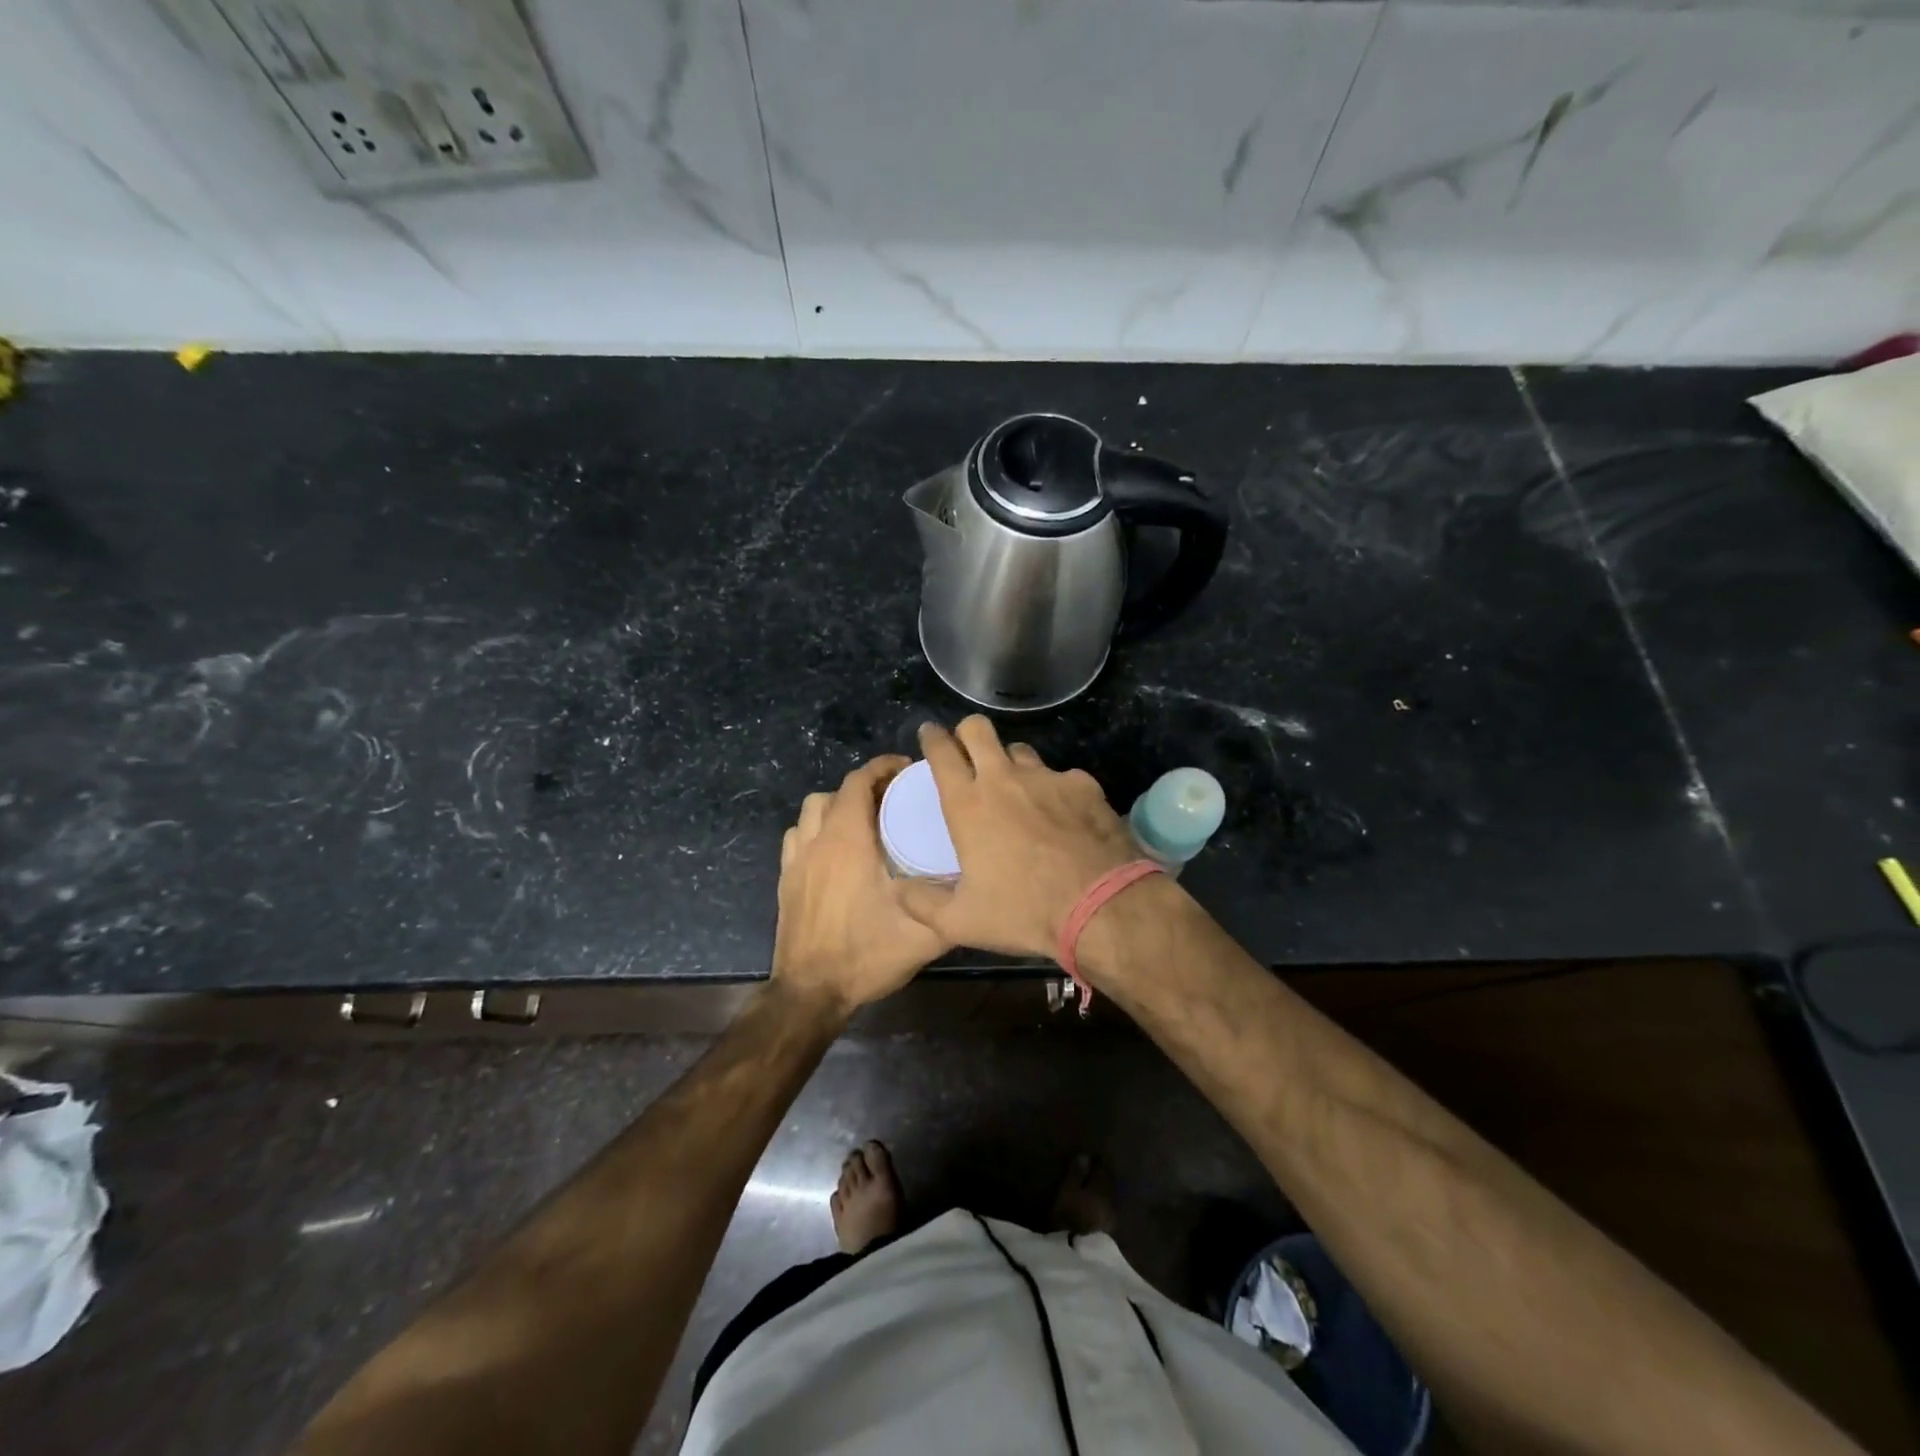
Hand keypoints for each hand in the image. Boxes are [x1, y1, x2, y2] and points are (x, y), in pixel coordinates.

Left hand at [771, 755, 949, 1014]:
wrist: (810, 992)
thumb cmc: (866, 955)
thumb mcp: (924, 934)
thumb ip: (953, 906)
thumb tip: (979, 887)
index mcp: (848, 840)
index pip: (859, 782)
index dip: (883, 768)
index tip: (907, 769)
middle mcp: (818, 840)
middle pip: (836, 792)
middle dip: (864, 786)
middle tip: (894, 799)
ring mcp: (797, 860)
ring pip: (812, 811)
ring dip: (837, 806)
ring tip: (864, 821)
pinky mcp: (786, 880)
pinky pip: (797, 836)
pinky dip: (816, 830)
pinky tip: (835, 851)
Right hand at [897, 717, 1138, 959]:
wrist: (1100, 906)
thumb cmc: (1023, 911)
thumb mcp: (961, 921)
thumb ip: (922, 903)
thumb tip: (898, 890)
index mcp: (968, 804)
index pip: (941, 751)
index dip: (932, 737)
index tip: (929, 735)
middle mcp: (1004, 778)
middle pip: (978, 728)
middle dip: (967, 732)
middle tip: (968, 752)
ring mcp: (1047, 777)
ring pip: (1020, 750)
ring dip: (1011, 763)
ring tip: (1017, 789)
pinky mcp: (1083, 785)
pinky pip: (1061, 776)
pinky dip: (1055, 790)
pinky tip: (1063, 815)